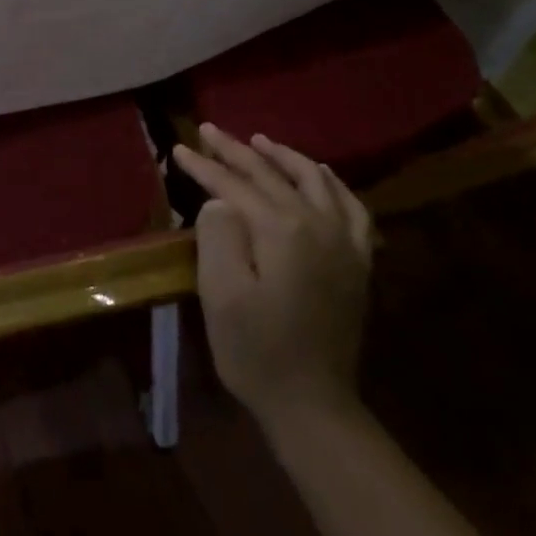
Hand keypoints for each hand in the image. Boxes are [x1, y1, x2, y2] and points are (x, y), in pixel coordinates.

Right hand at [173, 124, 373, 428]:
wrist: (313, 405)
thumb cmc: (256, 350)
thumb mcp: (221, 293)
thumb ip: (218, 235)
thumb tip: (220, 202)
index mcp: (282, 230)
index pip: (235, 185)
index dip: (204, 166)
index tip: (179, 148)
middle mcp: (318, 224)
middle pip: (272, 175)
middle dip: (236, 150)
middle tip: (209, 129)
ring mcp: (344, 242)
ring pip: (314, 180)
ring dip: (284, 157)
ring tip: (260, 141)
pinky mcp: (357, 262)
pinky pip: (351, 207)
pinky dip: (332, 183)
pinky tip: (320, 174)